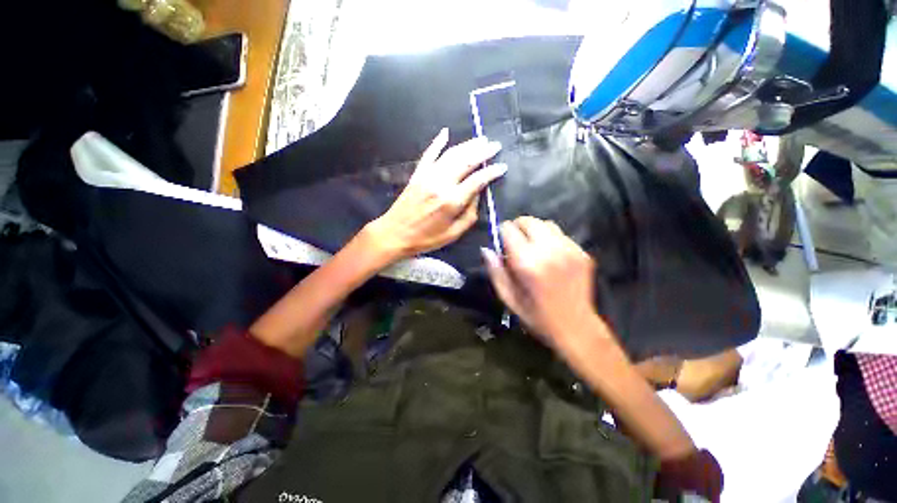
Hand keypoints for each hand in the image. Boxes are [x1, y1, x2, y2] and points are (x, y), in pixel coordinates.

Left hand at [364, 128, 506, 261]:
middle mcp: (441, 183)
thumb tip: (478, 195)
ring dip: (467, 144)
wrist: (395, 234)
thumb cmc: (426, 238)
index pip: (477, 180)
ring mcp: (428, 176)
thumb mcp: (453, 234)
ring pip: (451, 154)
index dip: (492, 172)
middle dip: (483, 151)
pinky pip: (429, 154)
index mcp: (452, 201)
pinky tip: (445, 132)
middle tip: (495, 145)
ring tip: (480, 139)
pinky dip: (437, 142)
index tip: (502, 166)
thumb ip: (470, 215)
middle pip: (466, 161)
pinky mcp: (417, 174)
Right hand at [482, 216, 601, 349]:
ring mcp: (569, 250)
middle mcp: (549, 251)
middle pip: (529, 221)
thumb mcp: (508, 298)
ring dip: (535, 231)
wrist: (576, 327)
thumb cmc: (537, 316)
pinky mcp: (582, 253)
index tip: (502, 242)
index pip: (509, 229)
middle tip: (516, 242)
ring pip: (546, 224)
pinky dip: (551, 239)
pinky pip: (561, 235)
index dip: (502, 232)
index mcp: (527, 263)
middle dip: (518, 227)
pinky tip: (550, 255)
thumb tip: (486, 249)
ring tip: (533, 247)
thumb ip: (495, 271)